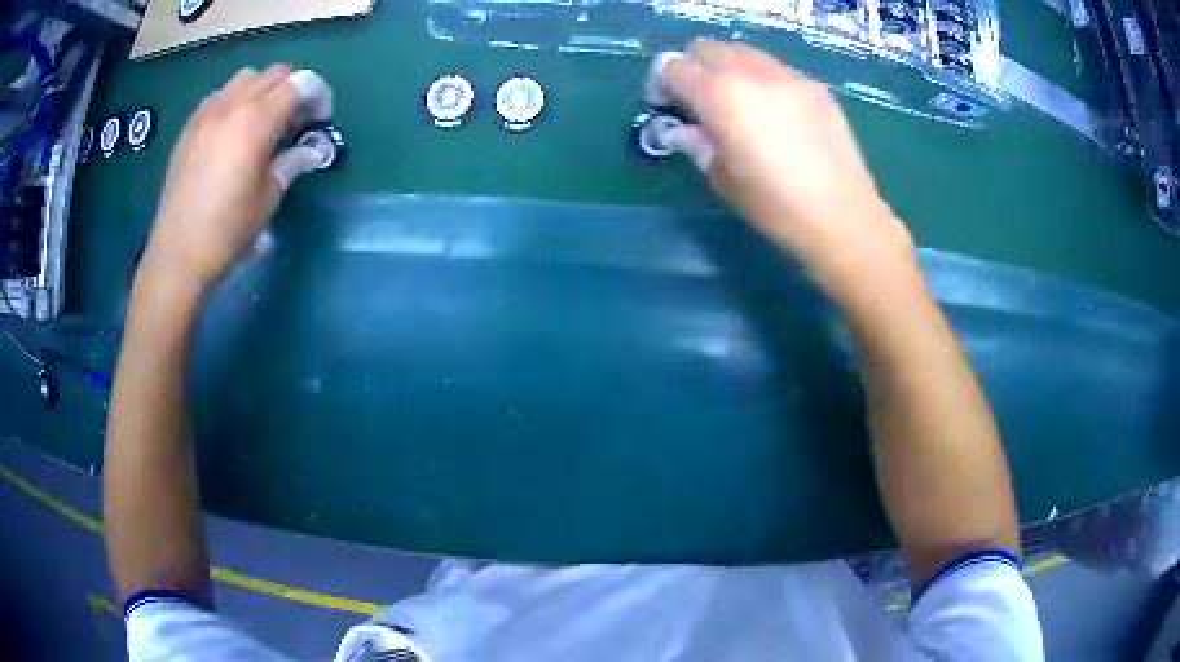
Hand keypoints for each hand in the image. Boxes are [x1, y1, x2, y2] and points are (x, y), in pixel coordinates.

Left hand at [140, 65, 299, 293]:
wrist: (177, 255)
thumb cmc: (227, 231)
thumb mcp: (268, 198)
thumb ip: (291, 162)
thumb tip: (309, 150)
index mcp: (256, 121)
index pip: (298, 84)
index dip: (317, 95)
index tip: (320, 119)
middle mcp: (232, 106)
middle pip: (274, 74)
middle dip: (292, 89)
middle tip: (294, 121)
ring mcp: (206, 113)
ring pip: (245, 79)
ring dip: (262, 90)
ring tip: (262, 122)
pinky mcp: (189, 127)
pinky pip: (220, 96)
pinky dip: (235, 101)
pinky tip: (232, 131)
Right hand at [664, 40, 915, 295]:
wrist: (843, 218)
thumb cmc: (776, 207)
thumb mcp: (723, 179)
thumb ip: (697, 144)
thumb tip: (684, 129)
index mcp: (722, 96)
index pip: (675, 68)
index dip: (663, 84)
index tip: (668, 107)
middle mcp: (753, 73)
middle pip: (707, 49)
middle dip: (694, 69)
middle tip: (701, 102)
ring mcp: (789, 76)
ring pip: (743, 52)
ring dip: (729, 69)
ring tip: (739, 104)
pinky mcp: (816, 87)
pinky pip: (776, 69)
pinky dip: (763, 80)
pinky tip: (775, 114)